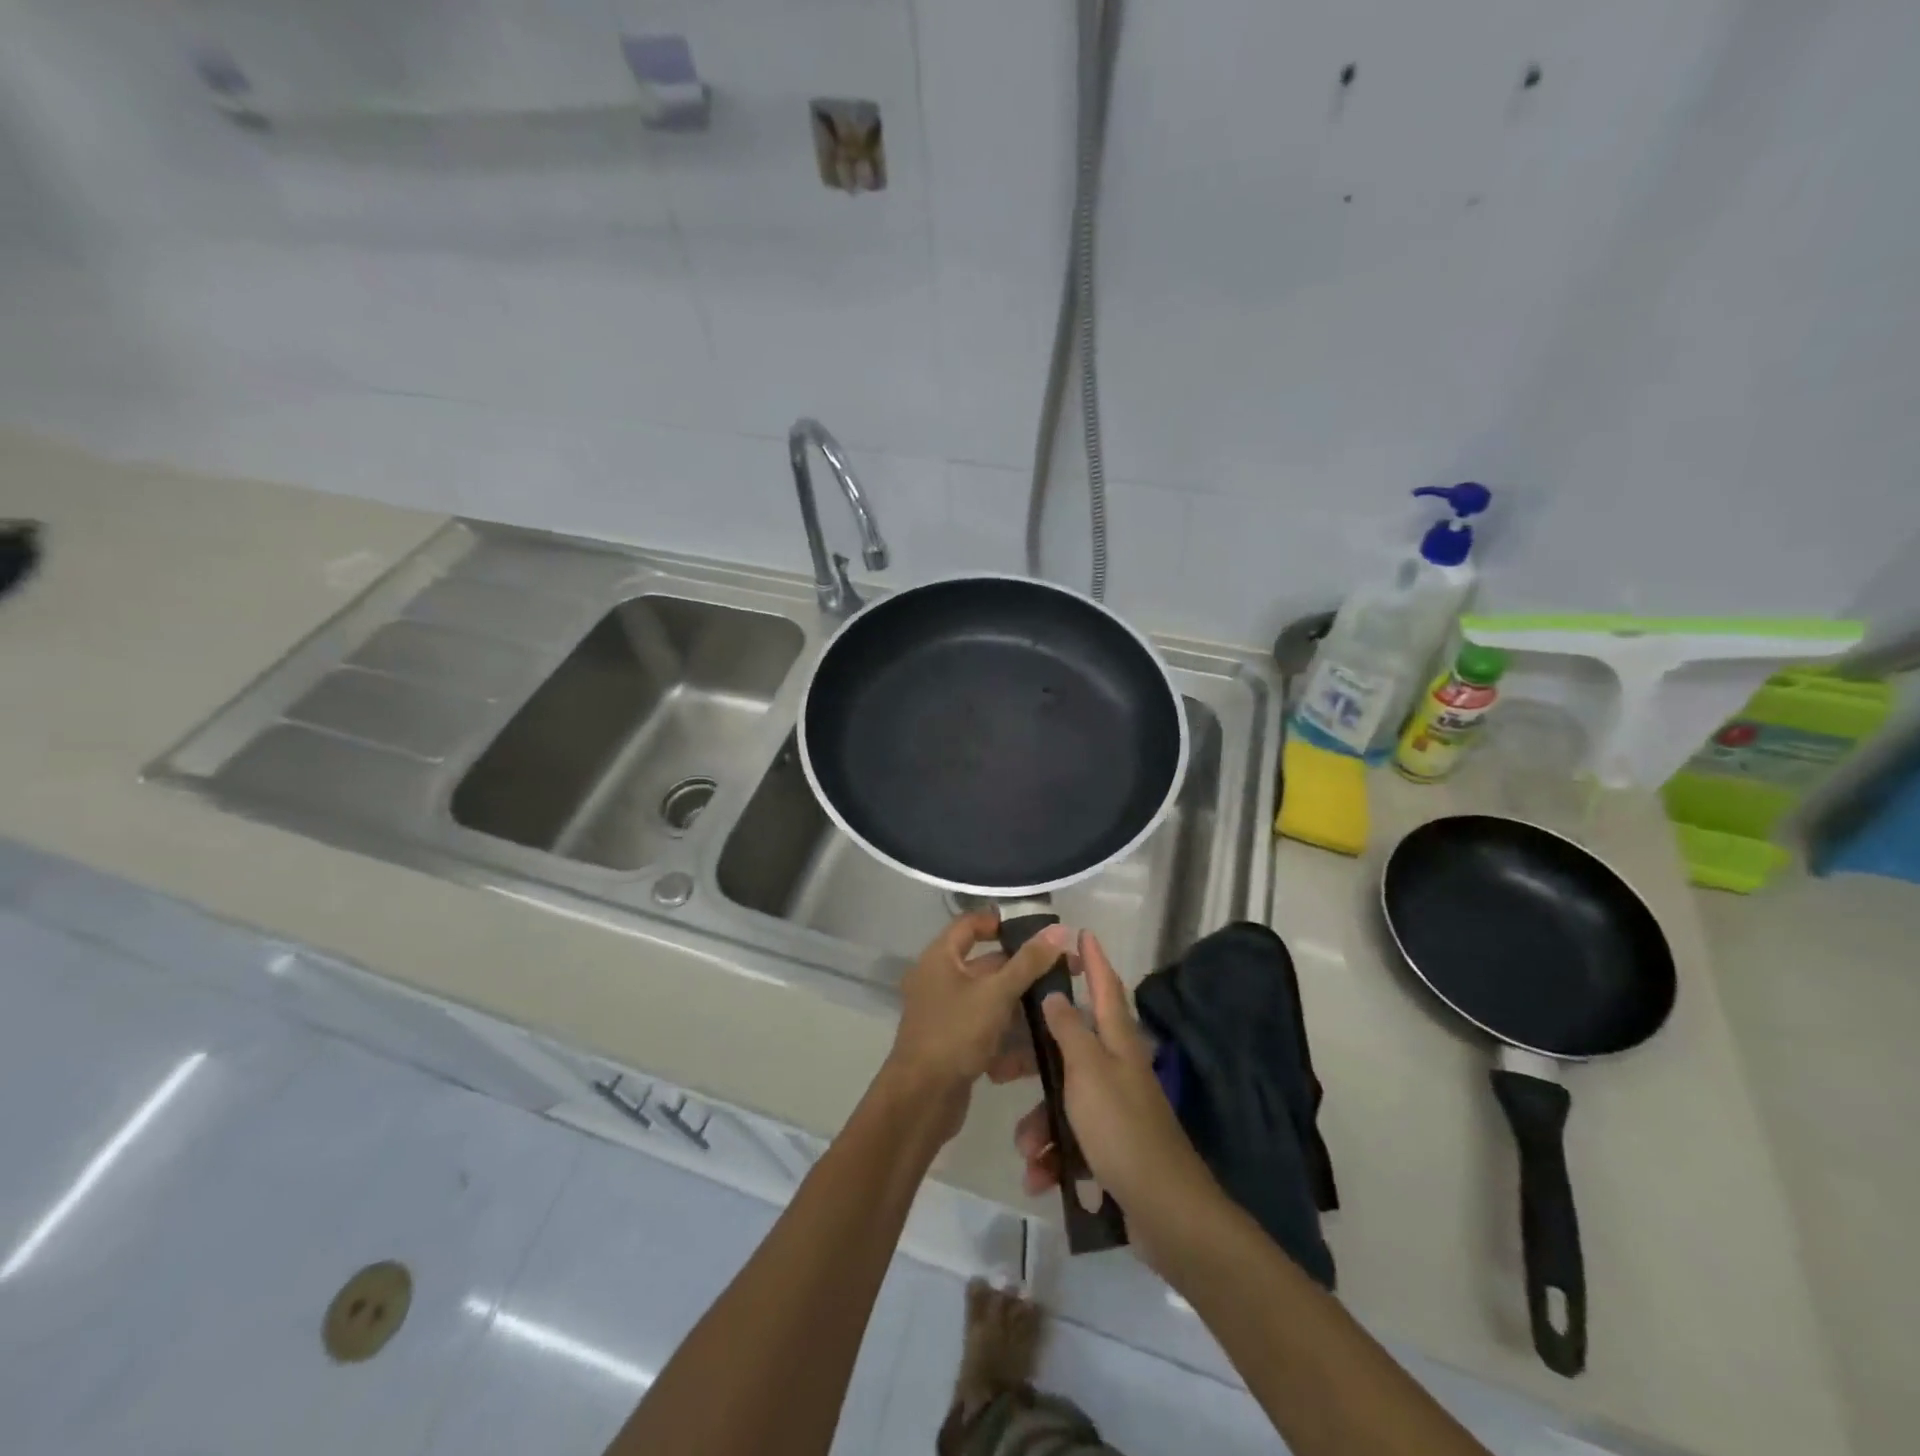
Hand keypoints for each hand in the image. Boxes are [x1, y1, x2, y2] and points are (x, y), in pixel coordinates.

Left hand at [878, 911, 1068, 1145]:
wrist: (921, 1100)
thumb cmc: (955, 1033)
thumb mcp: (996, 993)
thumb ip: (1028, 962)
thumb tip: (1059, 930)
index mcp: (940, 958)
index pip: (970, 925)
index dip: (1000, 923)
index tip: (1036, 931)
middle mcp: (939, 981)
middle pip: (986, 965)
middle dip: (1023, 970)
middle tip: (1063, 972)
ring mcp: (946, 1015)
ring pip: (990, 1001)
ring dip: (1021, 1006)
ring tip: (1059, 1009)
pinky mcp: (954, 1045)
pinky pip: (987, 1031)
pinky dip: (1009, 1038)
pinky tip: (1038, 1050)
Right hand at [1007, 931, 1217, 1260]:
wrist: (1164, 1209)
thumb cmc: (1121, 1127)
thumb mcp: (1087, 1071)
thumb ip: (1068, 1030)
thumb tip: (1056, 994)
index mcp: (1117, 1042)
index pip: (1105, 987)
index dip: (1094, 960)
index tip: (1081, 934)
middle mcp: (1117, 1068)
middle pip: (1069, 1048)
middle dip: (1033, 1061)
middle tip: (999, 1067)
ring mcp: (1114, 1108)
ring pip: (1063, 1101)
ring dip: (1039, 1124)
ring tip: (1028, 1152)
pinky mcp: (1110, 1146)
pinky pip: (1071, 1140)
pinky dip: (1054, 1156)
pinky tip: (1042, 1178)